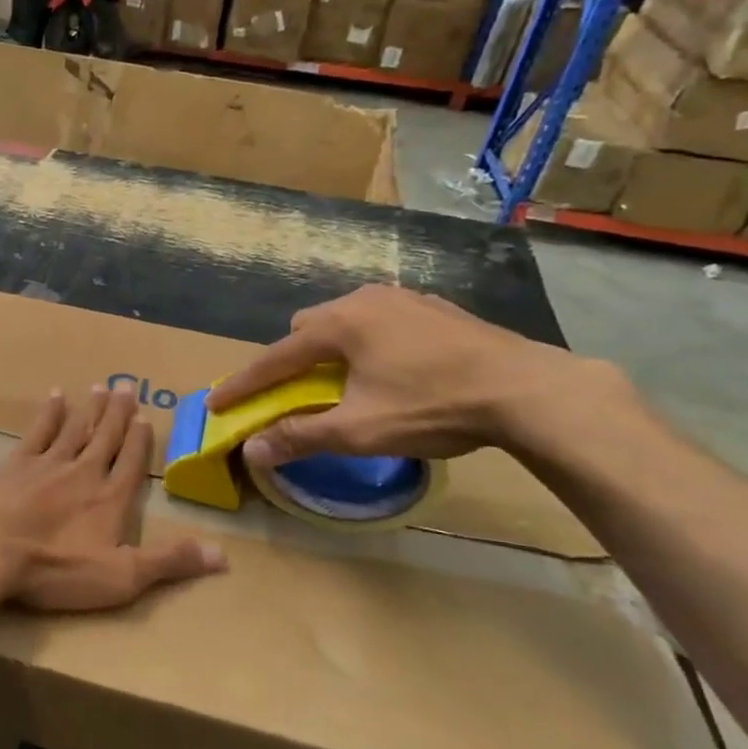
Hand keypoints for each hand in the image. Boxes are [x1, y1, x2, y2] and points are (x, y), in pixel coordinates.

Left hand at [0, 386, 224, 612]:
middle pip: (105, 437)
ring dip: (90, 408)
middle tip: (127, 386)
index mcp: (110, 498)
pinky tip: (55, 396)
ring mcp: (47, 464)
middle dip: (118, 413)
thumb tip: (224, 556)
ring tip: (100, 386)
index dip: (139, 440)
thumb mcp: (121, 577)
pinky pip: (38, 431)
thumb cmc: (55, 568)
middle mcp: (83, 472)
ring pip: (75, 428)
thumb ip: (169, 561)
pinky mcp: (15, 463)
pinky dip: (49, 413)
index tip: (145, 417)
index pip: (131, 463)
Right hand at [206, 285, 604, 465]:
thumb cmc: (434, 407)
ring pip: (346, 321)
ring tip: (344, 382)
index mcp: (339, 324)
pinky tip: (392, 369)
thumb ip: (301, 436)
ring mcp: (403, 298)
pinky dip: (368, 343)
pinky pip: (381, 321)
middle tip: (295, 393)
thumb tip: (252, 450)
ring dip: (331, 349)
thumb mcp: (361, 430)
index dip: (244, 384)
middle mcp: (364, 299)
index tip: (217, 403)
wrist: (530, 391)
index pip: (275, 357)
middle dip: (291, 360)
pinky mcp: (435, 308)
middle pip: (307, 328)